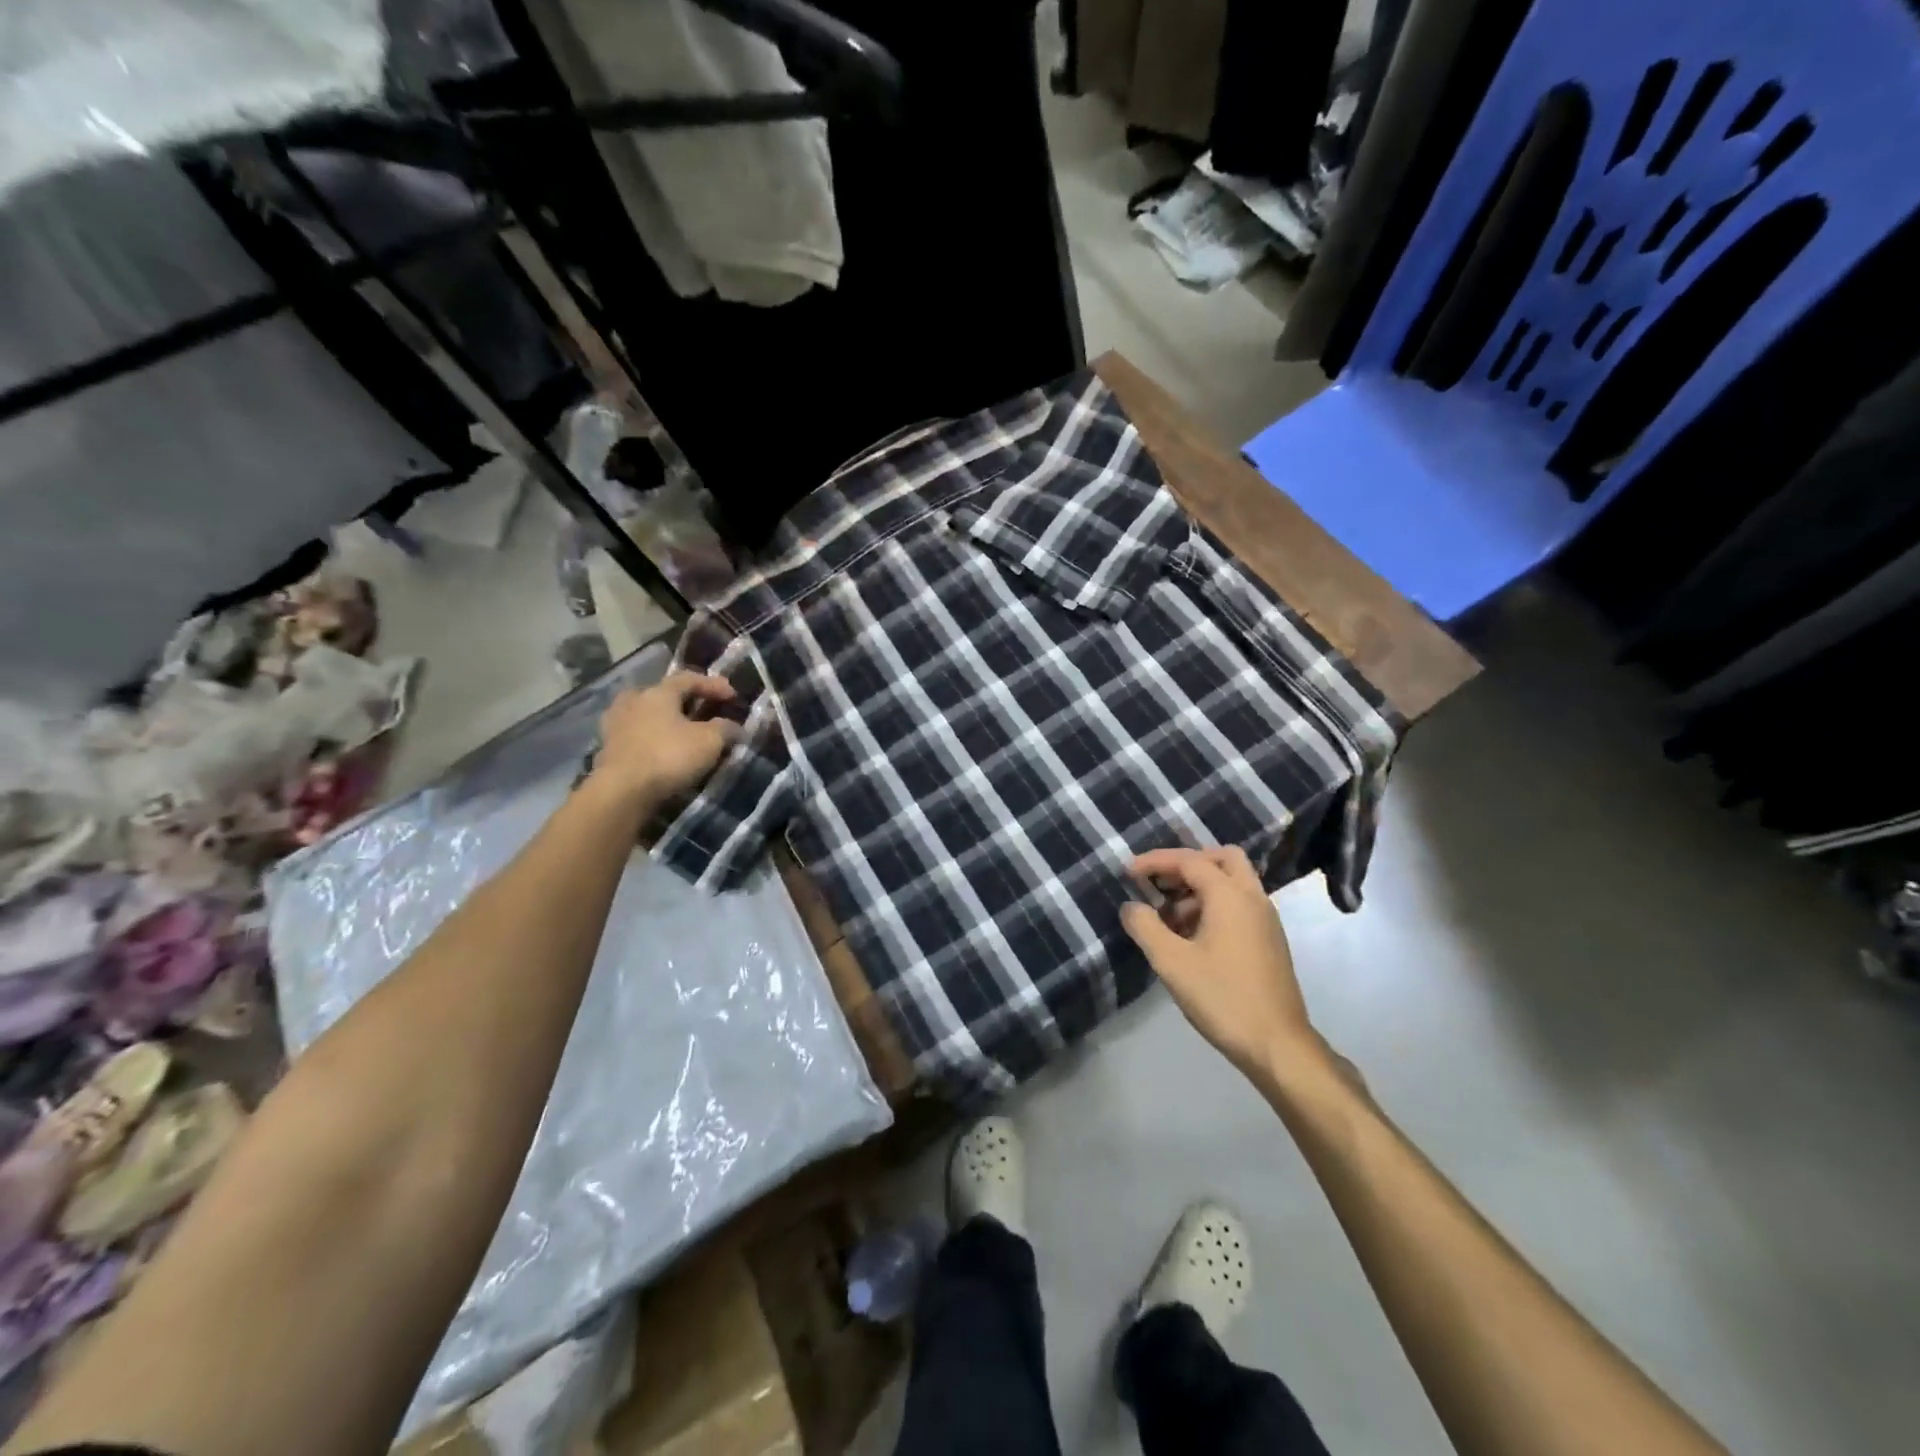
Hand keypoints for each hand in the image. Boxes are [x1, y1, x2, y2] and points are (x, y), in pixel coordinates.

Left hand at [590, 672, 741, 807]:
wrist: (622, 792)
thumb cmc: (669, 756)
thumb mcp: (710, 741)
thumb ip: (725, 728)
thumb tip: (734, 727)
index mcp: (658, 692)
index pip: (689, 678)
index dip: (713, 685)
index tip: (733, 696)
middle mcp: (633, 701)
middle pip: (663, 694)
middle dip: (685, 701)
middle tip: (703, 711)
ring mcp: (616, 725)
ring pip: (647, 715)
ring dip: (666, 722)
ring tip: (682, 733)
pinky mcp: (608, 750)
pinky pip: (638, 737)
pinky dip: (653, 740)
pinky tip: (664, 752)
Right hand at [1120, 846, 1326, 1085]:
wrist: (1277, 1045)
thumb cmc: (1222, 998)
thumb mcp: (1171, 962)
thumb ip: (1145, 926)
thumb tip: (1130, 906)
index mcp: (1230, 895)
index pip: (1189, 860)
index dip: (1155, 862)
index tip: (1127, 872)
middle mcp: (1253, 898)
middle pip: (1222, 858)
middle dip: (1187, 863)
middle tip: (1160, 882)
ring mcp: (1266, 920)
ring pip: (1233, 882)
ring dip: (1199, 887)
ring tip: (1168, 917)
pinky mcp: (1269, 941)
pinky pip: (1239, 904)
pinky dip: (1214, 905)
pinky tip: (1191, 937)